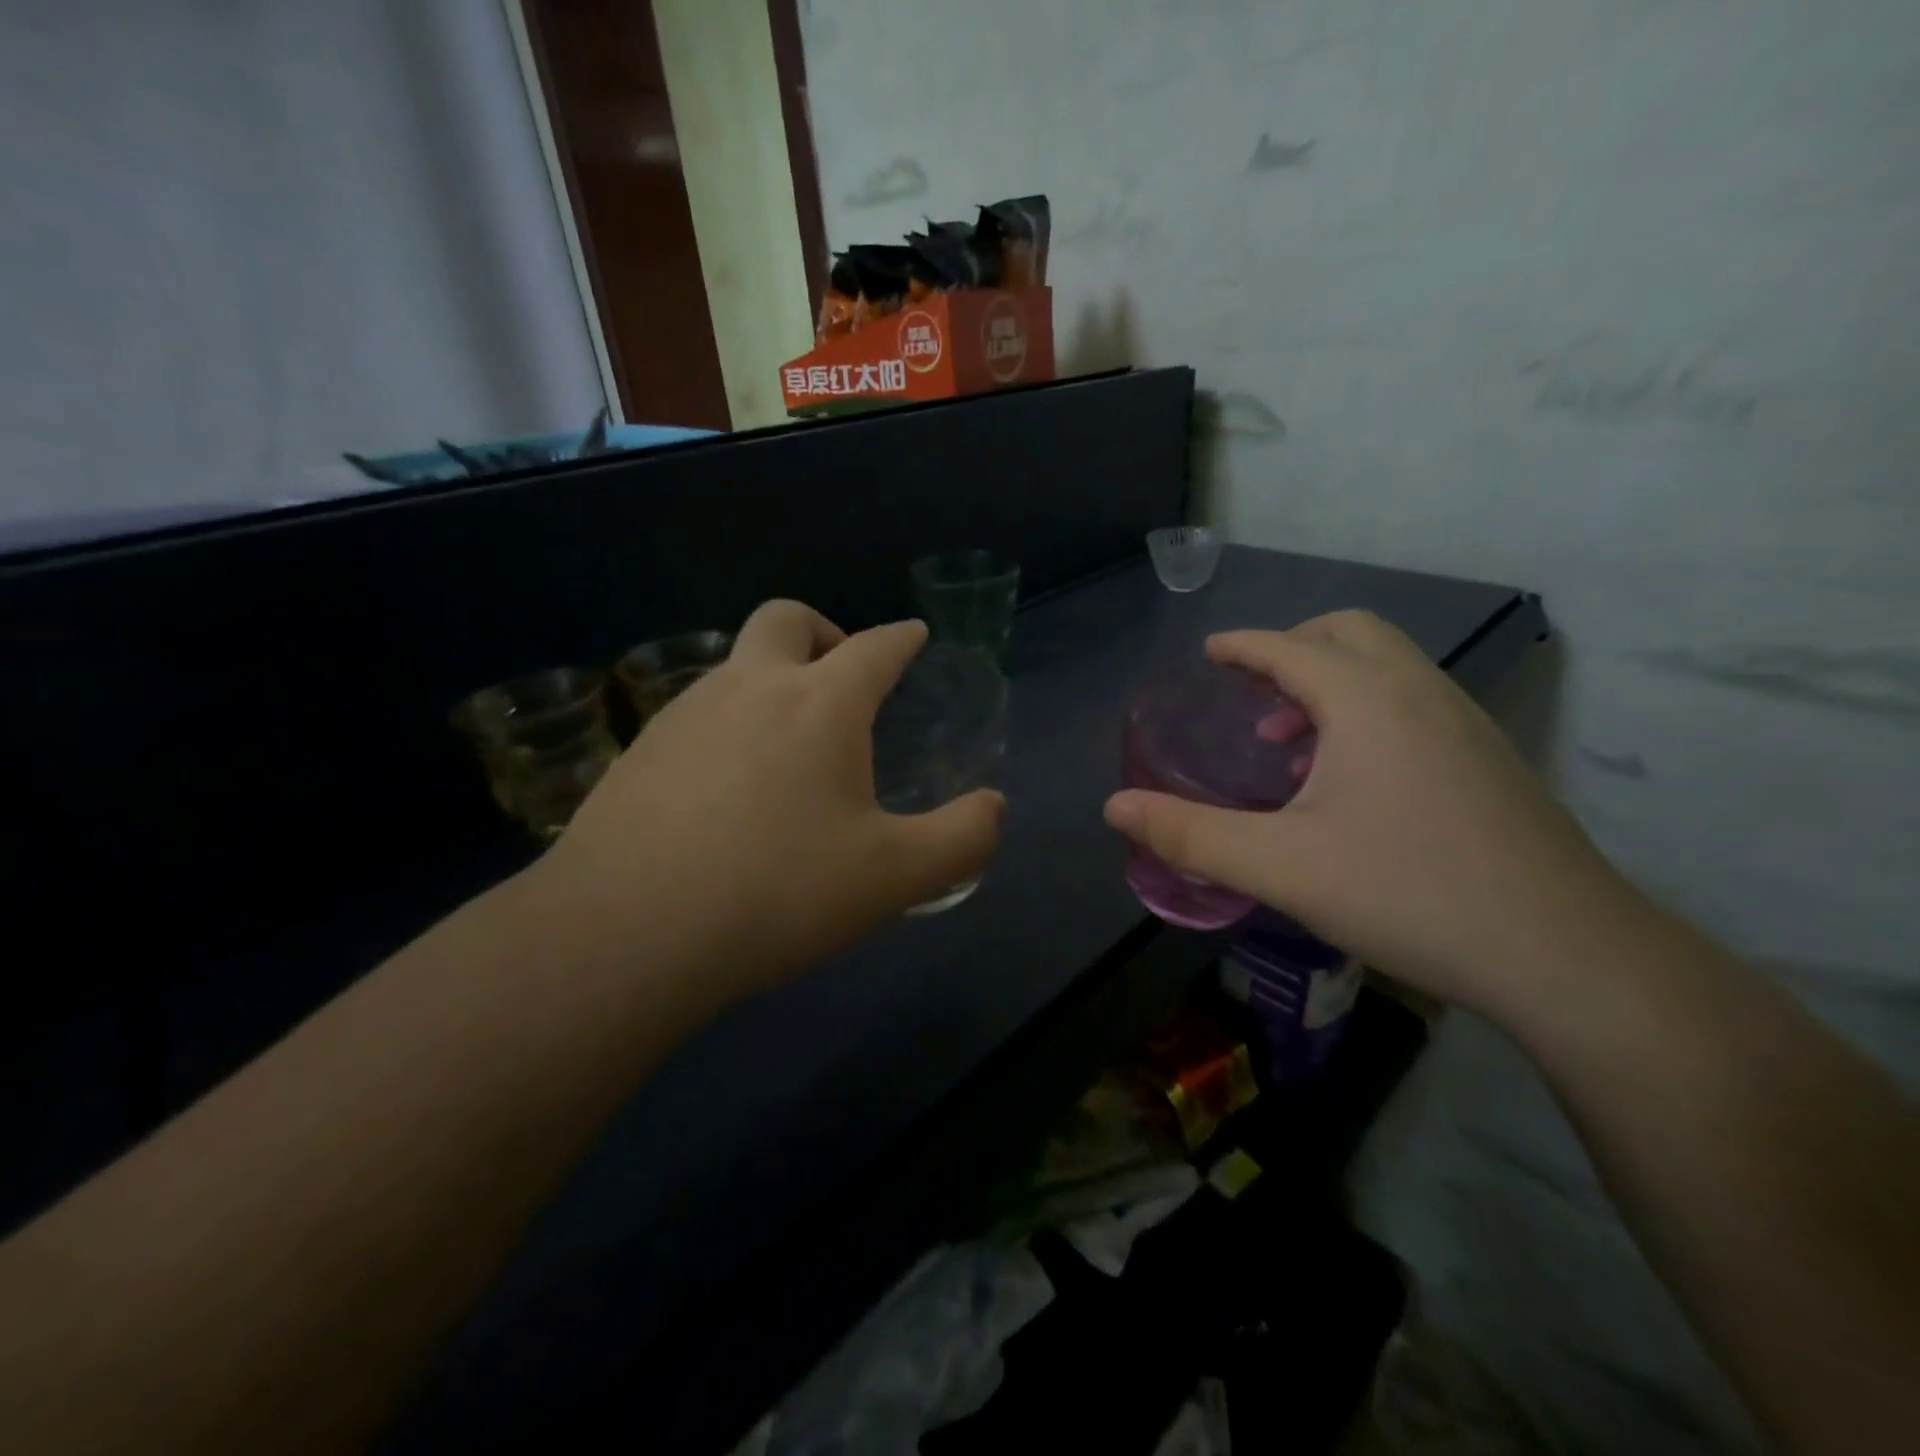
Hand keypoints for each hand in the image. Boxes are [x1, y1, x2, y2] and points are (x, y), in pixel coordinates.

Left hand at [532, 601, 1004, 1000]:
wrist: (628, 932)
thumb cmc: (778, 892)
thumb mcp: (895, 877)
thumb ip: (962, 838)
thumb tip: (994, 807)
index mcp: (820, 703)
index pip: (875, 647)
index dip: (902, 638)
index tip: (915, 636)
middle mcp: (750, 687)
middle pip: (788, 620)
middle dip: (825, 631)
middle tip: (843, 676)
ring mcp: (685, 713)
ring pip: (736, 664)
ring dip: (772, 679)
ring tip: (790, 743)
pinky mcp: (640, 750)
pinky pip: (697, 712)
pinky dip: (729, 723)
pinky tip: (730, 785)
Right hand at [1104, 611, 1642, 1014]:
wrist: (1569, 957)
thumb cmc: (1410, 893)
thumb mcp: (1280, 867)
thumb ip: (1189, 834)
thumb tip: (1114, 809)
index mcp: (1366, 701)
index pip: (1290, 647)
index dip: (1242, 646)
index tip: (1210, 652)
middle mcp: (1421, 694)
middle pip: (1351, 633)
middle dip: (1293, 648)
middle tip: (1252, 691)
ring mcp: (1467, 726)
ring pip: (1389, 668)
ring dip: (1332, 682)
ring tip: (1290, 742)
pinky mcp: (1491, 763)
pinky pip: (1415, 704)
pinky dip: (1368, 711)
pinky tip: (1352, 781)